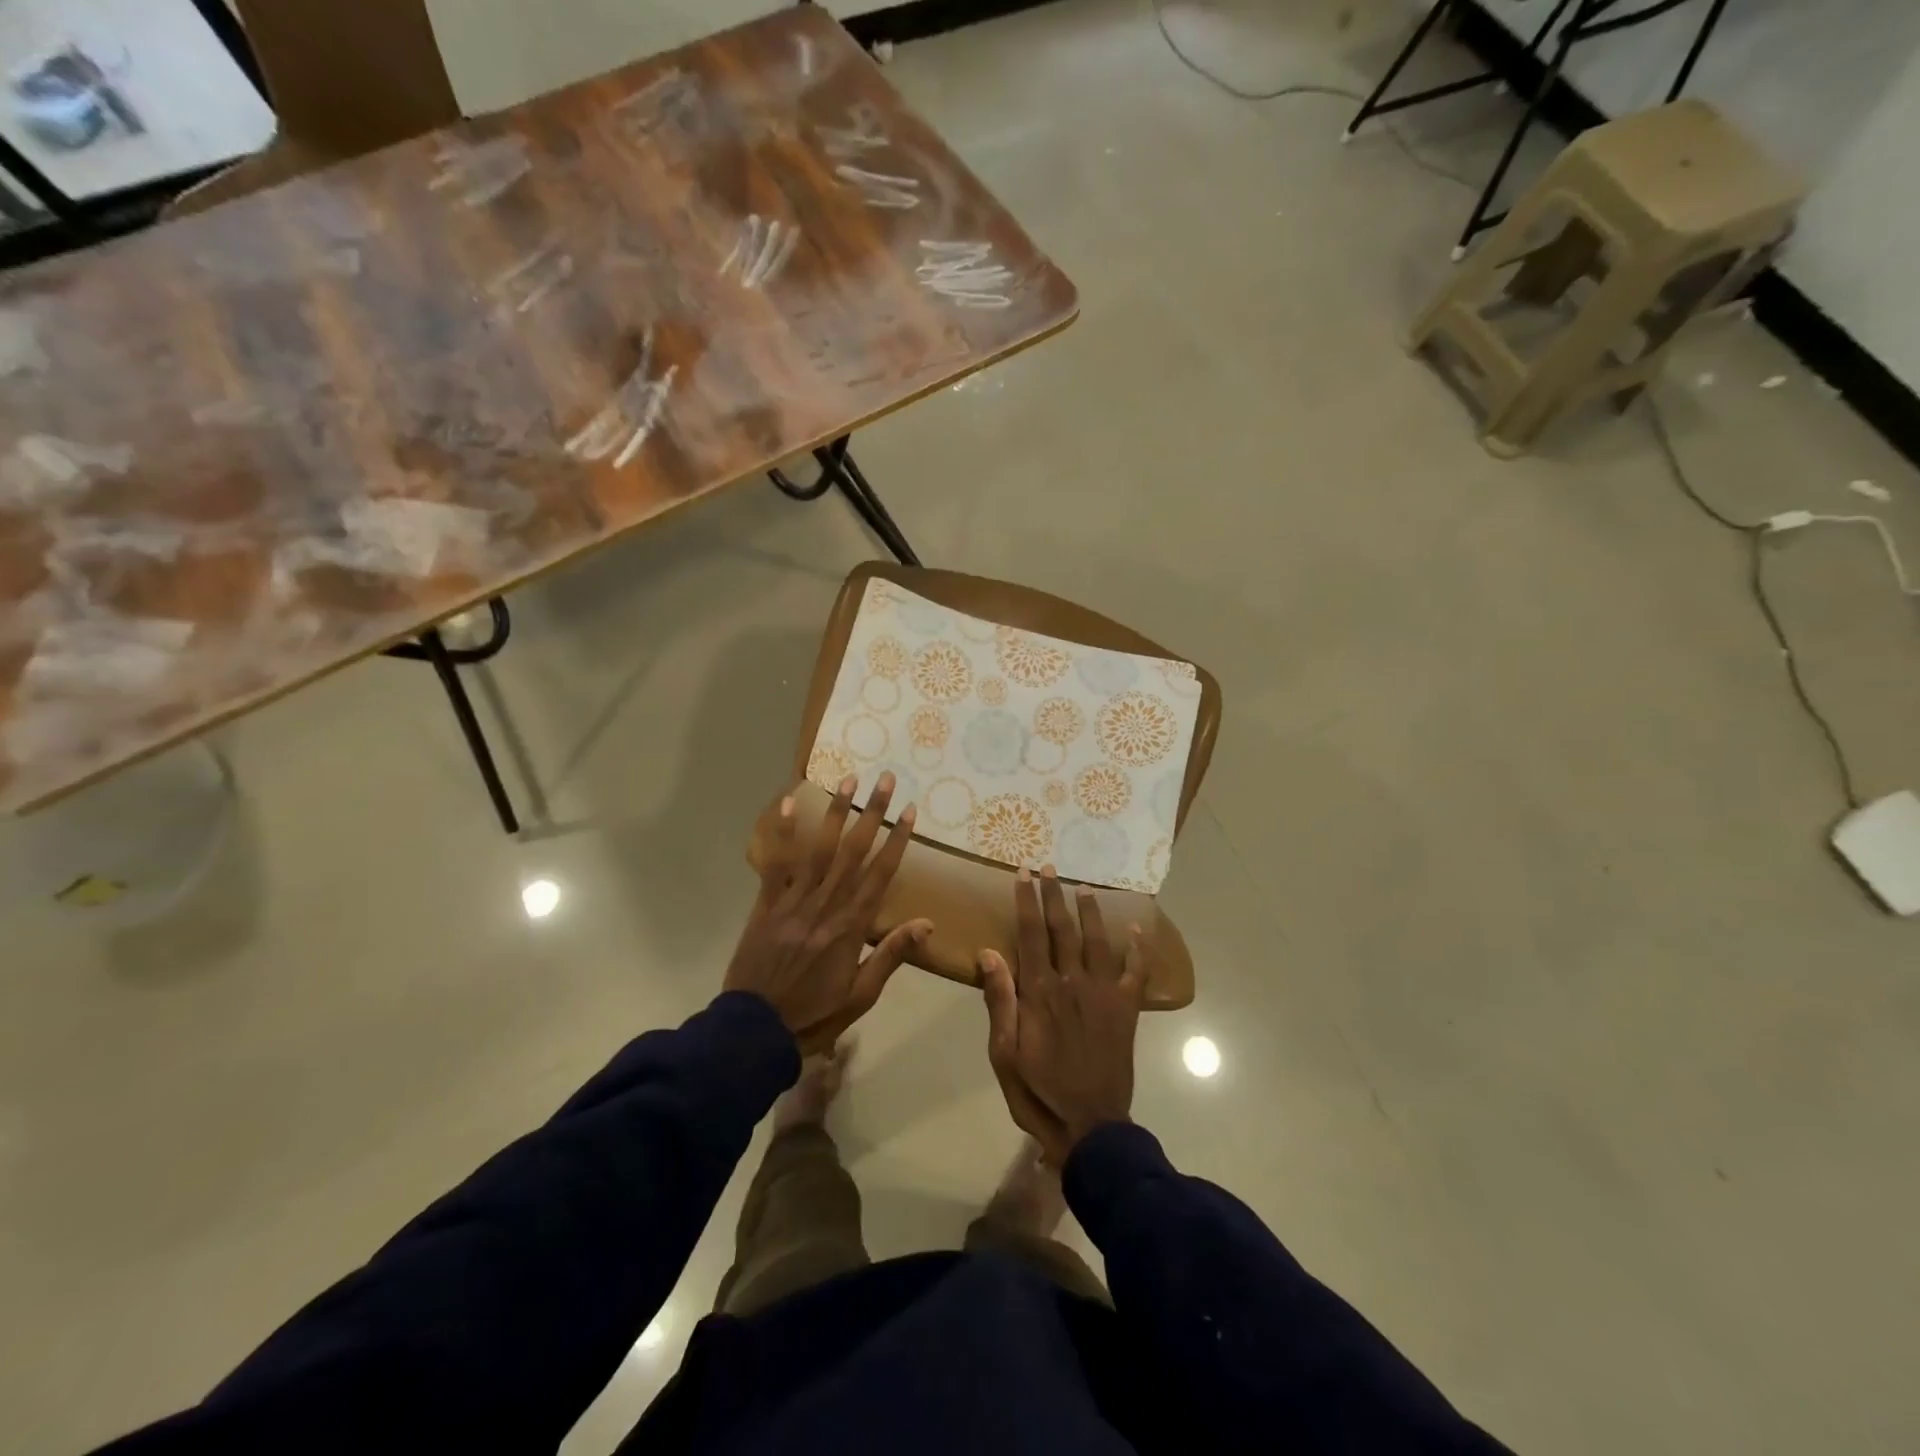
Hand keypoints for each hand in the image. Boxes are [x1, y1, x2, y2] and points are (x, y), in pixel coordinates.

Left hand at [726, 773, 930, 1054]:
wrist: (755, 1028)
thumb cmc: (815, 1013)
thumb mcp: (861, 994)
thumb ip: (891, 954)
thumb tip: (927, 924)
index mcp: (852, 926)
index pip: (881, 874)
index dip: (898, 840)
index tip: (911, 812)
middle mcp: (826, 904)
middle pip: (854, 851)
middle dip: (873, 813)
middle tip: (886, 780)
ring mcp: (794, 900)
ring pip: (819, 849)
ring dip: (835, 812)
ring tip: (848, 779)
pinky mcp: (767, 903)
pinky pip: (776, 863)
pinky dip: (781, 832)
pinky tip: (788, 803)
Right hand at [979, 866, 1145, 1165]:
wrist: (1090, 1125)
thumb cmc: (1039, 1091)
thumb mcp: (1004, 1053)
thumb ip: (999, 1001)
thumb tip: (988, 952)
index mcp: (1039, 992)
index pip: (1030, 934)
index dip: (1026, 901)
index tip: (1022, 874)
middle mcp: (1072, 982)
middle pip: (1062, 929)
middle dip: (1054, 895)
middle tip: (1049, 867)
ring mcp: (1103, 993)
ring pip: (1097, 940)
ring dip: (1090, 911)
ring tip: (1084, 887)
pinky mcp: (1126, 1009)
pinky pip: (1136, 972)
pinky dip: (1139, 950)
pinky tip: (1137, 930)